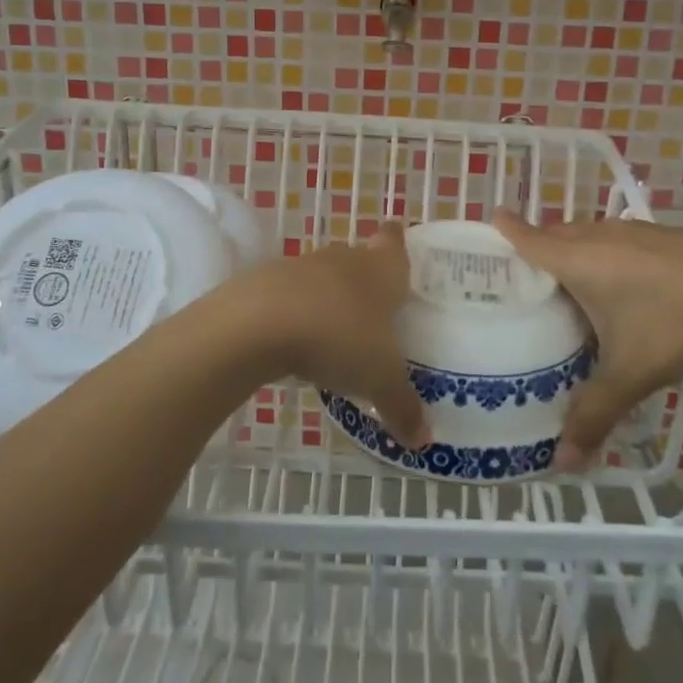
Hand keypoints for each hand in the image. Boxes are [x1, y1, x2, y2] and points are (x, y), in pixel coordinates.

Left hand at [235, 223, 430, 449]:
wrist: (259, 323)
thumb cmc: (339, 337)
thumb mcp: (380, 380)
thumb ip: (403, 407)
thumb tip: (424, 441)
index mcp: (381, 268)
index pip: (394, 242)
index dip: (399, 243)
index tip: (401, 250)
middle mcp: (344, 259)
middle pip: (360, 260)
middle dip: (366, 281)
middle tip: (378, 312)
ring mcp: (302, 267)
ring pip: (324, 278)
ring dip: (330, 299)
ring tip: (338, 335)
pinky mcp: (266, 283)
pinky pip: (291, 297)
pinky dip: (297, 315)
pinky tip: (298, 344)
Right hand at [492, 212, 682, 470]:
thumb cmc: (678, 325)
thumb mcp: (631, 374)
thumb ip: (594, 414)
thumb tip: (562, 462)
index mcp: (580, 262)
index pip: (530, 239)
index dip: (507, 230)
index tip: (489, 222)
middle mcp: (602, 237)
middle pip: (557, 233)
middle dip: (538, 244)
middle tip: (523, 273)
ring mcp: (637, 232)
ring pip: (590, 233)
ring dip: (574, 248)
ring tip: (570, 281)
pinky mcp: (666, 236)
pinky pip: (619, 238)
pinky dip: (607, 252)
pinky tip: (626, 283)